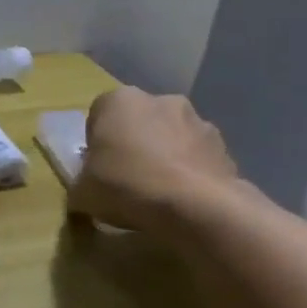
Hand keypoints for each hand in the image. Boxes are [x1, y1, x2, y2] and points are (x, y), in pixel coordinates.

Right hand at [67, 86, 240, 234]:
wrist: (196, 207)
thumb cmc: (126, 186)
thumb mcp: (82, 192)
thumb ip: (81, 184)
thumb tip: (85, 192)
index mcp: (119, 100)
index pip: (99, 115)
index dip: (96, 143)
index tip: (97, 169)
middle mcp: (160, 100)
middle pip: (139, 121)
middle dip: (134, 144)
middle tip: (126, 179)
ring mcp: (198, 121)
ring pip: (171, 137)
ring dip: (165, 156)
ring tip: (159, 194)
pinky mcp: (225, 147)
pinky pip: (198, 158)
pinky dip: (190, 173)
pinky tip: (184, 201)